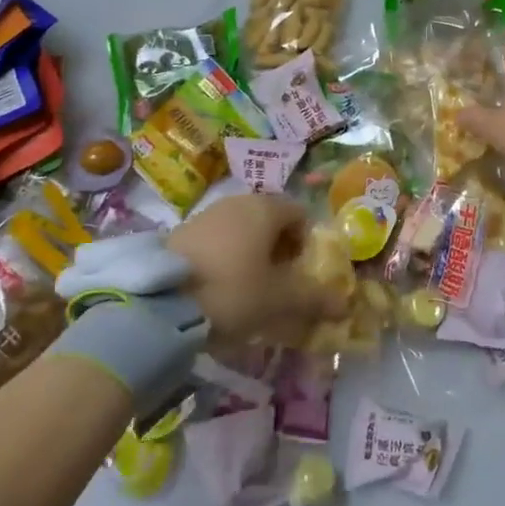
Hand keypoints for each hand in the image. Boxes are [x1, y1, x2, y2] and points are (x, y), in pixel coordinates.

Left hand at [168, 194, 346, 341]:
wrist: (159, 302)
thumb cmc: (232, 291)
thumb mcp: (278, 300)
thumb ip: (314, 298)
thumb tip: (345, 303)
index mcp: (265, 208)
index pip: (299, 213)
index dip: (306, 243)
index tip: (301, 273)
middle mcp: (236, 202)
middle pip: (270, 220)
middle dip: (279, 249)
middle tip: (278, 284)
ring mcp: (205, 214)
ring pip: (241, 230)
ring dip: (251, 254)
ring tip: (248, 289)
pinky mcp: (180, 232)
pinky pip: (216, 240)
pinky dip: (225, 257)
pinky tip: (218, 287)